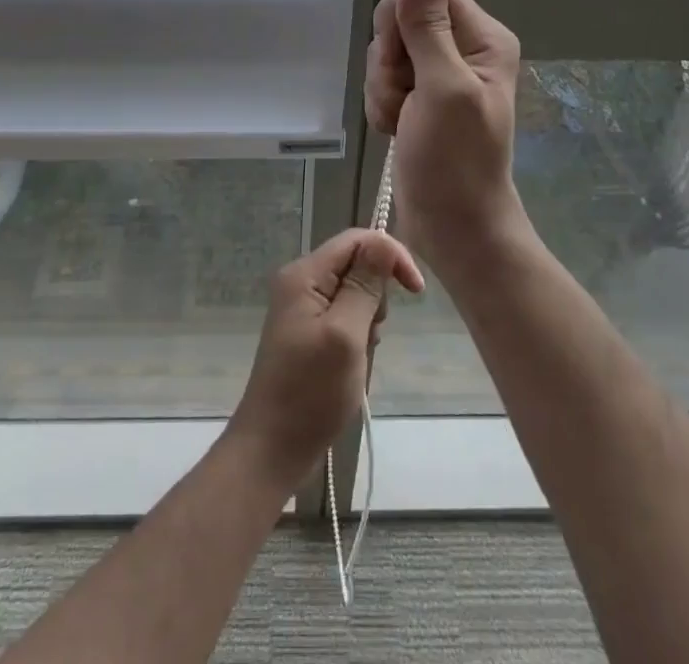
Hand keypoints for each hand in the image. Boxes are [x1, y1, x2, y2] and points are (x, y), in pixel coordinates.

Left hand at [226, 228, 423, 489]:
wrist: (272, 449)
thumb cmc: (310, 392)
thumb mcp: (346, 335)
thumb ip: (364, 286)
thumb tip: (383, 242)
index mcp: (304, 274)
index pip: (356, 240)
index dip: (389, 255)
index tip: (416, 290)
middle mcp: (300, 282)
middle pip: (354, 264)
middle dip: (376, 294)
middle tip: (372, 335)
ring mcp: (301, 308)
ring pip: (352, 292)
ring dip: (367, 320)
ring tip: (359, 355)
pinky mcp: (306, 332)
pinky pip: (343, 316)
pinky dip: (357, 335)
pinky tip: (352, 364)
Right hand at [365, 0, 524, 277]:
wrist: (452, 228)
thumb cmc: (456, 162)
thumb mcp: (443, 87)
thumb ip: (428, 24)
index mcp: (483, 38)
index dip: (401, 21)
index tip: (400, 61)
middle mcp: (463, 48)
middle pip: (401, 20)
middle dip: (389, 60)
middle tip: (403, 96)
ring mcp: (439, 73)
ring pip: (387, 51)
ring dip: (383, 87)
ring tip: (401, 120)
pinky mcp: (419, 96)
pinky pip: (384, 77)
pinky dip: (382, 102)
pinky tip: (395, 129)